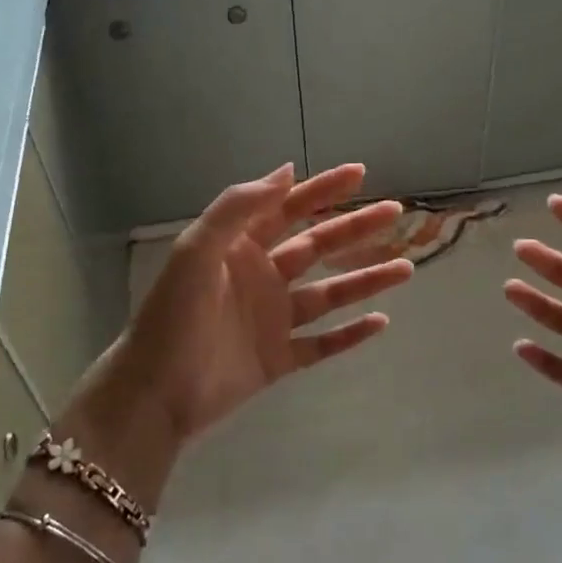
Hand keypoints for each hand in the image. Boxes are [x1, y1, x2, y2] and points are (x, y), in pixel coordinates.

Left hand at [79, 162, 414, 446]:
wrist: (155, 392)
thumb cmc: (174, 315)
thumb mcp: (197, 250)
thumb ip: (239, 208)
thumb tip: (287, 170)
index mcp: (241, 248)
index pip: (288, 209)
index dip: (323, 189)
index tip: (360, 173)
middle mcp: (261, 278)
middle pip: (317, 246)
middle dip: (355, 227)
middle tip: (395, 211)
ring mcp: (272, 320)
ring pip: (329, 294)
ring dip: (365, 279)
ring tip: (406, 268)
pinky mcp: (278, 359)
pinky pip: (322, 344)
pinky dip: (351, 335)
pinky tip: (381, 322)